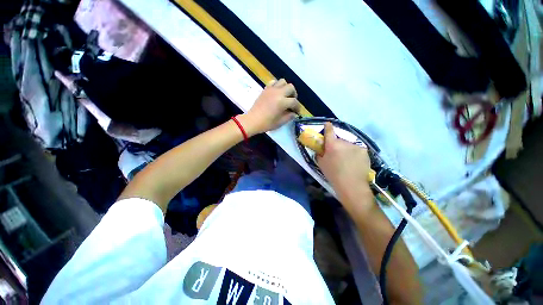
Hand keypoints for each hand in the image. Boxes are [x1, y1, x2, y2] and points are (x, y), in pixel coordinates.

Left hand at [240, 79, 300, 134]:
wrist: (252, 121)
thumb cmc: (266, 123)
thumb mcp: (280, 122)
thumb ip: (289, 117)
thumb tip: (294, 113)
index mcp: (282, 102)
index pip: (294, 102)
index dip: (297, 107)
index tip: (297, 112)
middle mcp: (278, 93)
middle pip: (291, 87)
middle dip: (294, 95)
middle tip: (292, 102)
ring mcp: (271, 89)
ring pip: (283, 82)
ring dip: (286, 88)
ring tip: (285, 96)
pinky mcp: (265, 89)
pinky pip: (273, 82)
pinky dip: (277, 85)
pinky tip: (276, 93)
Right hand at [317, 122, 371, 198]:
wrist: (351, 185)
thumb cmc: (333, 174)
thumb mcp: (321, 164)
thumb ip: (320, 154)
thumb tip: (321, 150)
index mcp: (332, 145)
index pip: (329, 131)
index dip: (328, 127)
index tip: (327, 124)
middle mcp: (344, 142)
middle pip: (339, 140)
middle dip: (337, 144)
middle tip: (336, 154)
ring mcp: (356, 146)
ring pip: (348, 145)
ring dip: (346, 149)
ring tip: (347, 160)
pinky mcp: (365, 151)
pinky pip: (356, 150)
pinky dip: (354, 154)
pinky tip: (354, 162)